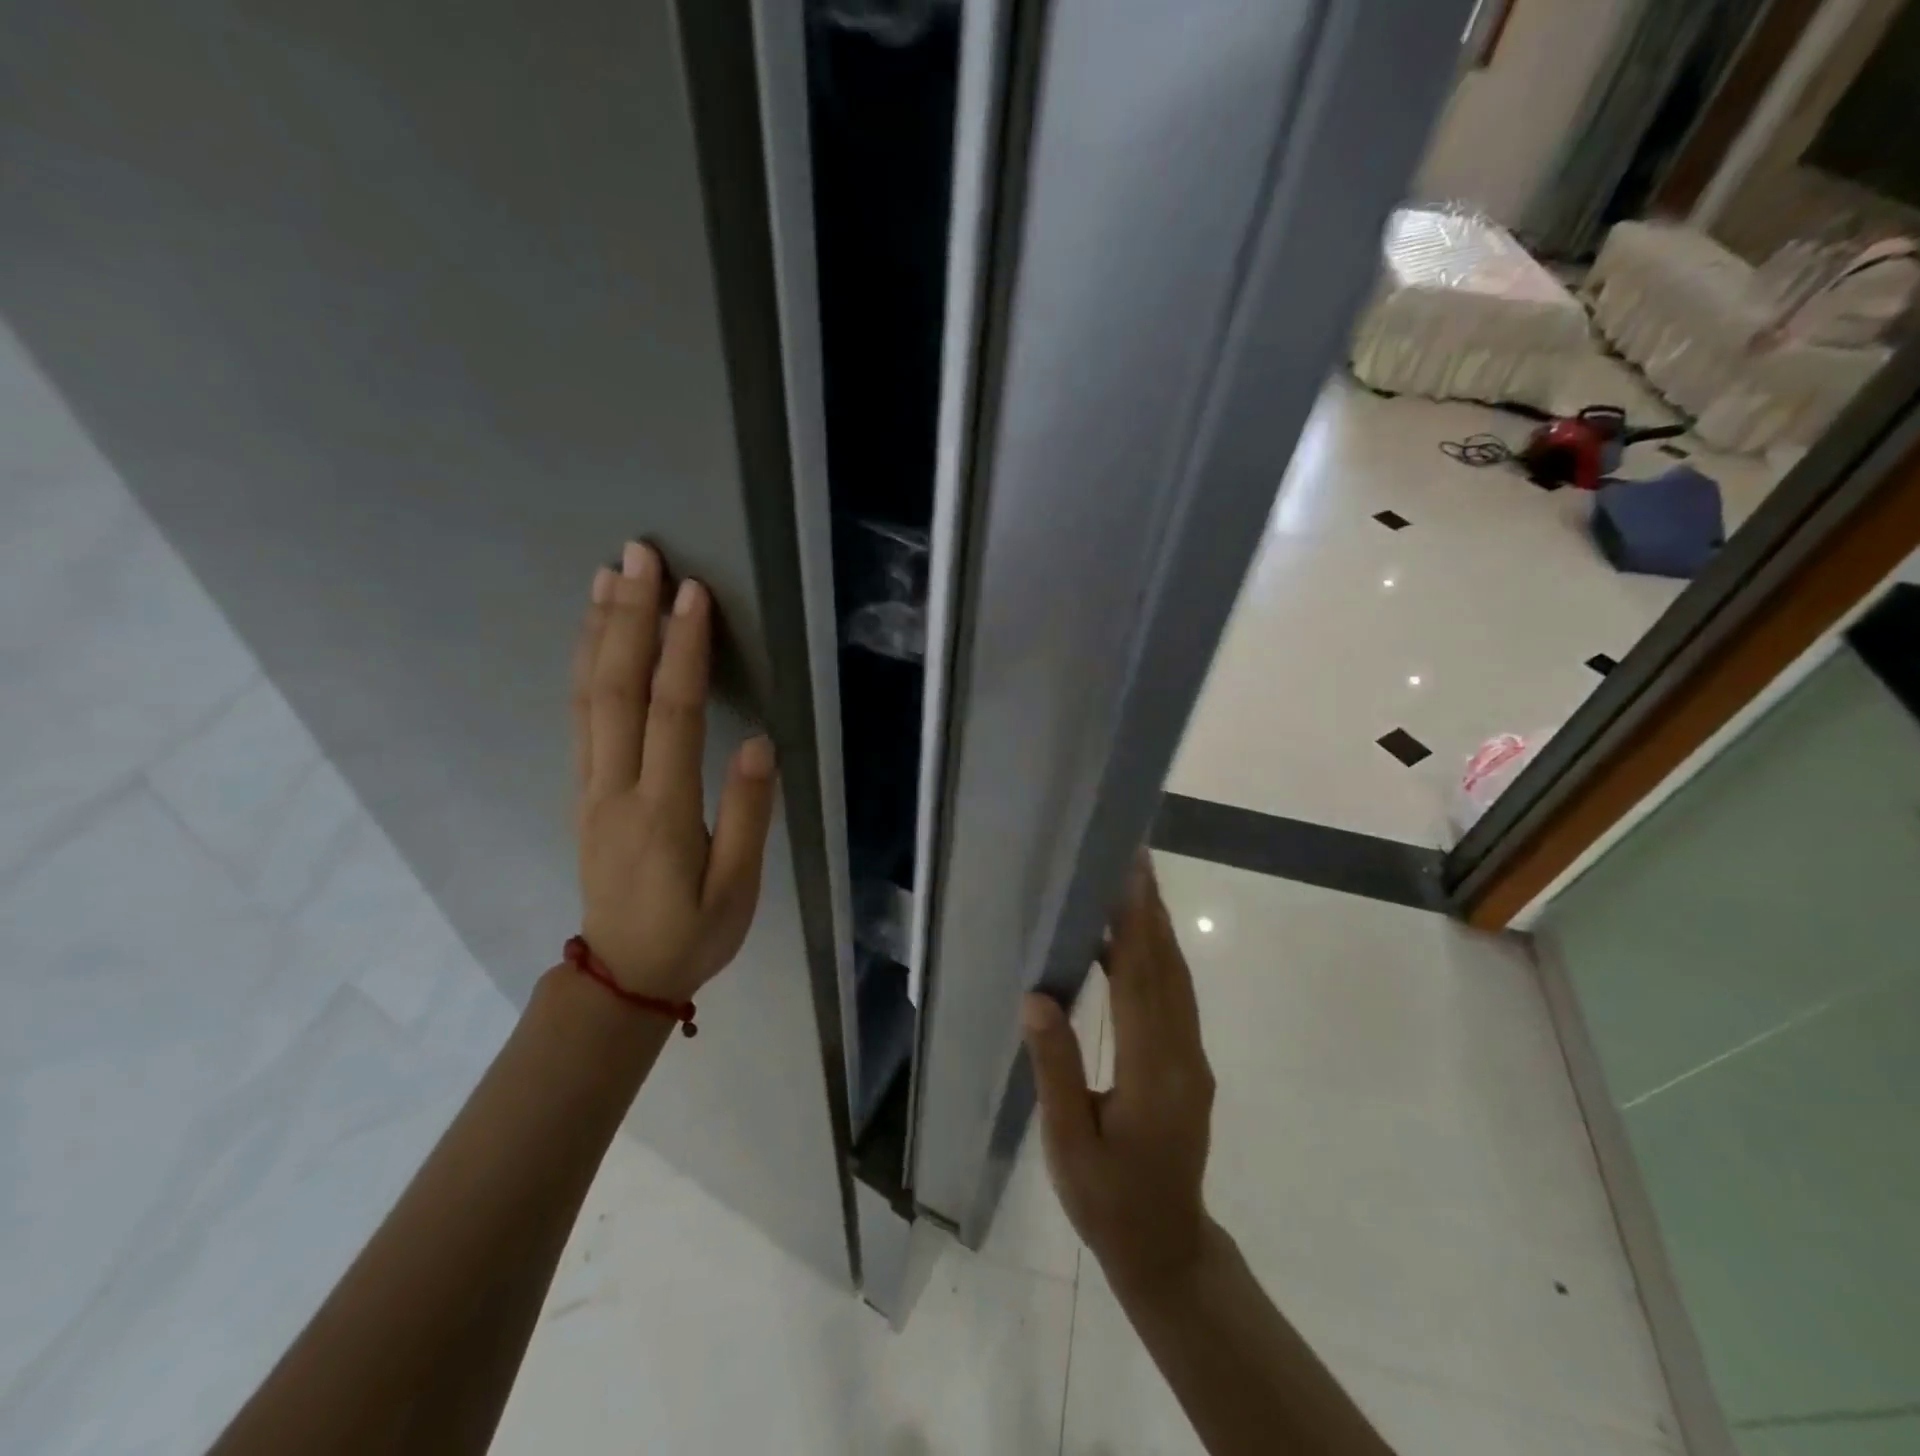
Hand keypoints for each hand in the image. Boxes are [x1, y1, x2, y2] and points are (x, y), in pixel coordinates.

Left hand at [570, 541, 777, 1002]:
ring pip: (587, 698)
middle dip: (629, 618)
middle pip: (616, 690)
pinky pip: (579, 718)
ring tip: (606, 577)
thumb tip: (759, 745)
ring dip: (597, 632)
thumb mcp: (737, 891)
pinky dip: (584, 667)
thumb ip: (747, 817)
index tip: (694, 596)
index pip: (672, 714)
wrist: (621, 978)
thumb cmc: (692, 934)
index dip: (683, 651)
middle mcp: (616, 788)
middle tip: (638, 556)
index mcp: (661, 811)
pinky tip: (591, 638)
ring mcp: (591, 788)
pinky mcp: (584, 791)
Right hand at [1023, 852, 1217, 1297]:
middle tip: (1134, 857)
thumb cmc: (1108, 1201)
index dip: (1133, 925)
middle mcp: (1183, 1055)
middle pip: (1167, 968)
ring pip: (1177, 979)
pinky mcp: (1190, 1063)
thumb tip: (1037, 996)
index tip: (1127, 876)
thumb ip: (1056, 1069)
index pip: (1141, 982)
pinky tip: (1128, 944)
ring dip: (1157, 927)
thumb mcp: (1069, 1145)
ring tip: (1133, 883)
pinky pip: (1175, 997)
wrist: (1167, 1247)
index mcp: (1153, 1073)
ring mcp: (1193, 1058)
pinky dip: (1157, 959)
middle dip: (1150, 909)